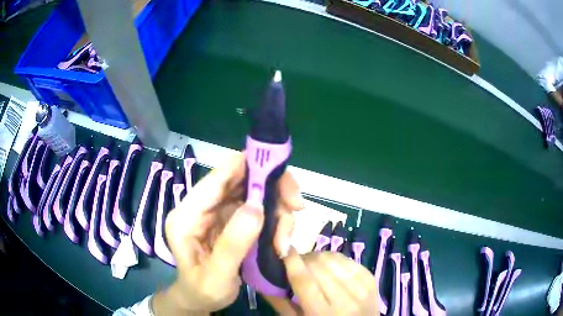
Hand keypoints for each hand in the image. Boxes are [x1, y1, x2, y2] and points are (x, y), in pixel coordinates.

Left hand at [152, 152, 302, 314]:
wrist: (199, 300)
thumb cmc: (203, 291)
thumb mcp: (217, 276)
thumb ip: (233, 243)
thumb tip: (257, 205)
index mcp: (187, 216)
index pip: (216, 179)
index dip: (246, 165)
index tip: (279, 170)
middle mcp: (201, 207)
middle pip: (240, 179)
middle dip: (272, 188)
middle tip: (296, 206)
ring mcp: (217, 212)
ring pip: (254, 193)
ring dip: (276, 209)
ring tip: (284, 240)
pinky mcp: (230, 220)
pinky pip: (257, 208)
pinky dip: (274, 219)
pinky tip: (279, 240)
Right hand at [265, 249, 378, 315]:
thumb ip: (281, 302)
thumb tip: (263, 278)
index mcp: (322, 313)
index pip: (304, 281)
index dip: (291, 261)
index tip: (282, 248)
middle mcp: (344, 299)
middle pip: (318, 266)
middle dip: (303, 259)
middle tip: (297, 264)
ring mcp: (360, 286)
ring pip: (332, 258)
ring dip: (318, 257)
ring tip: (313, 265)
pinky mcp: (370, 277)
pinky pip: (347, 258)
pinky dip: (334, 259)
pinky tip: (329, 266)